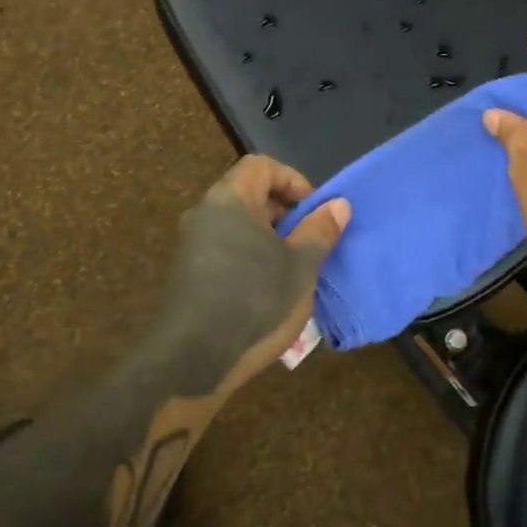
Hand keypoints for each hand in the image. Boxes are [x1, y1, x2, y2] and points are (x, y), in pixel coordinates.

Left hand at [163, 155, 349, 393]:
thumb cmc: (255, 301)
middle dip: (284, 212)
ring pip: (237, 225)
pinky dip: (250, 257)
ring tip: (294, 267)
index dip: (292, 180)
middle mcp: (205, 214)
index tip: (314, 210)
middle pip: (249, 193)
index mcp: (230, 200)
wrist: (193, 361)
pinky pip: (225, 249)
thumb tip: (338, 204)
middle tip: (310, 239)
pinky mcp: (188, 275)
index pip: (261, 165)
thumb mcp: (301, 266)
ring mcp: (192, 246)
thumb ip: (320, 230)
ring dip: (269, 238)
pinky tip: (268, 290)